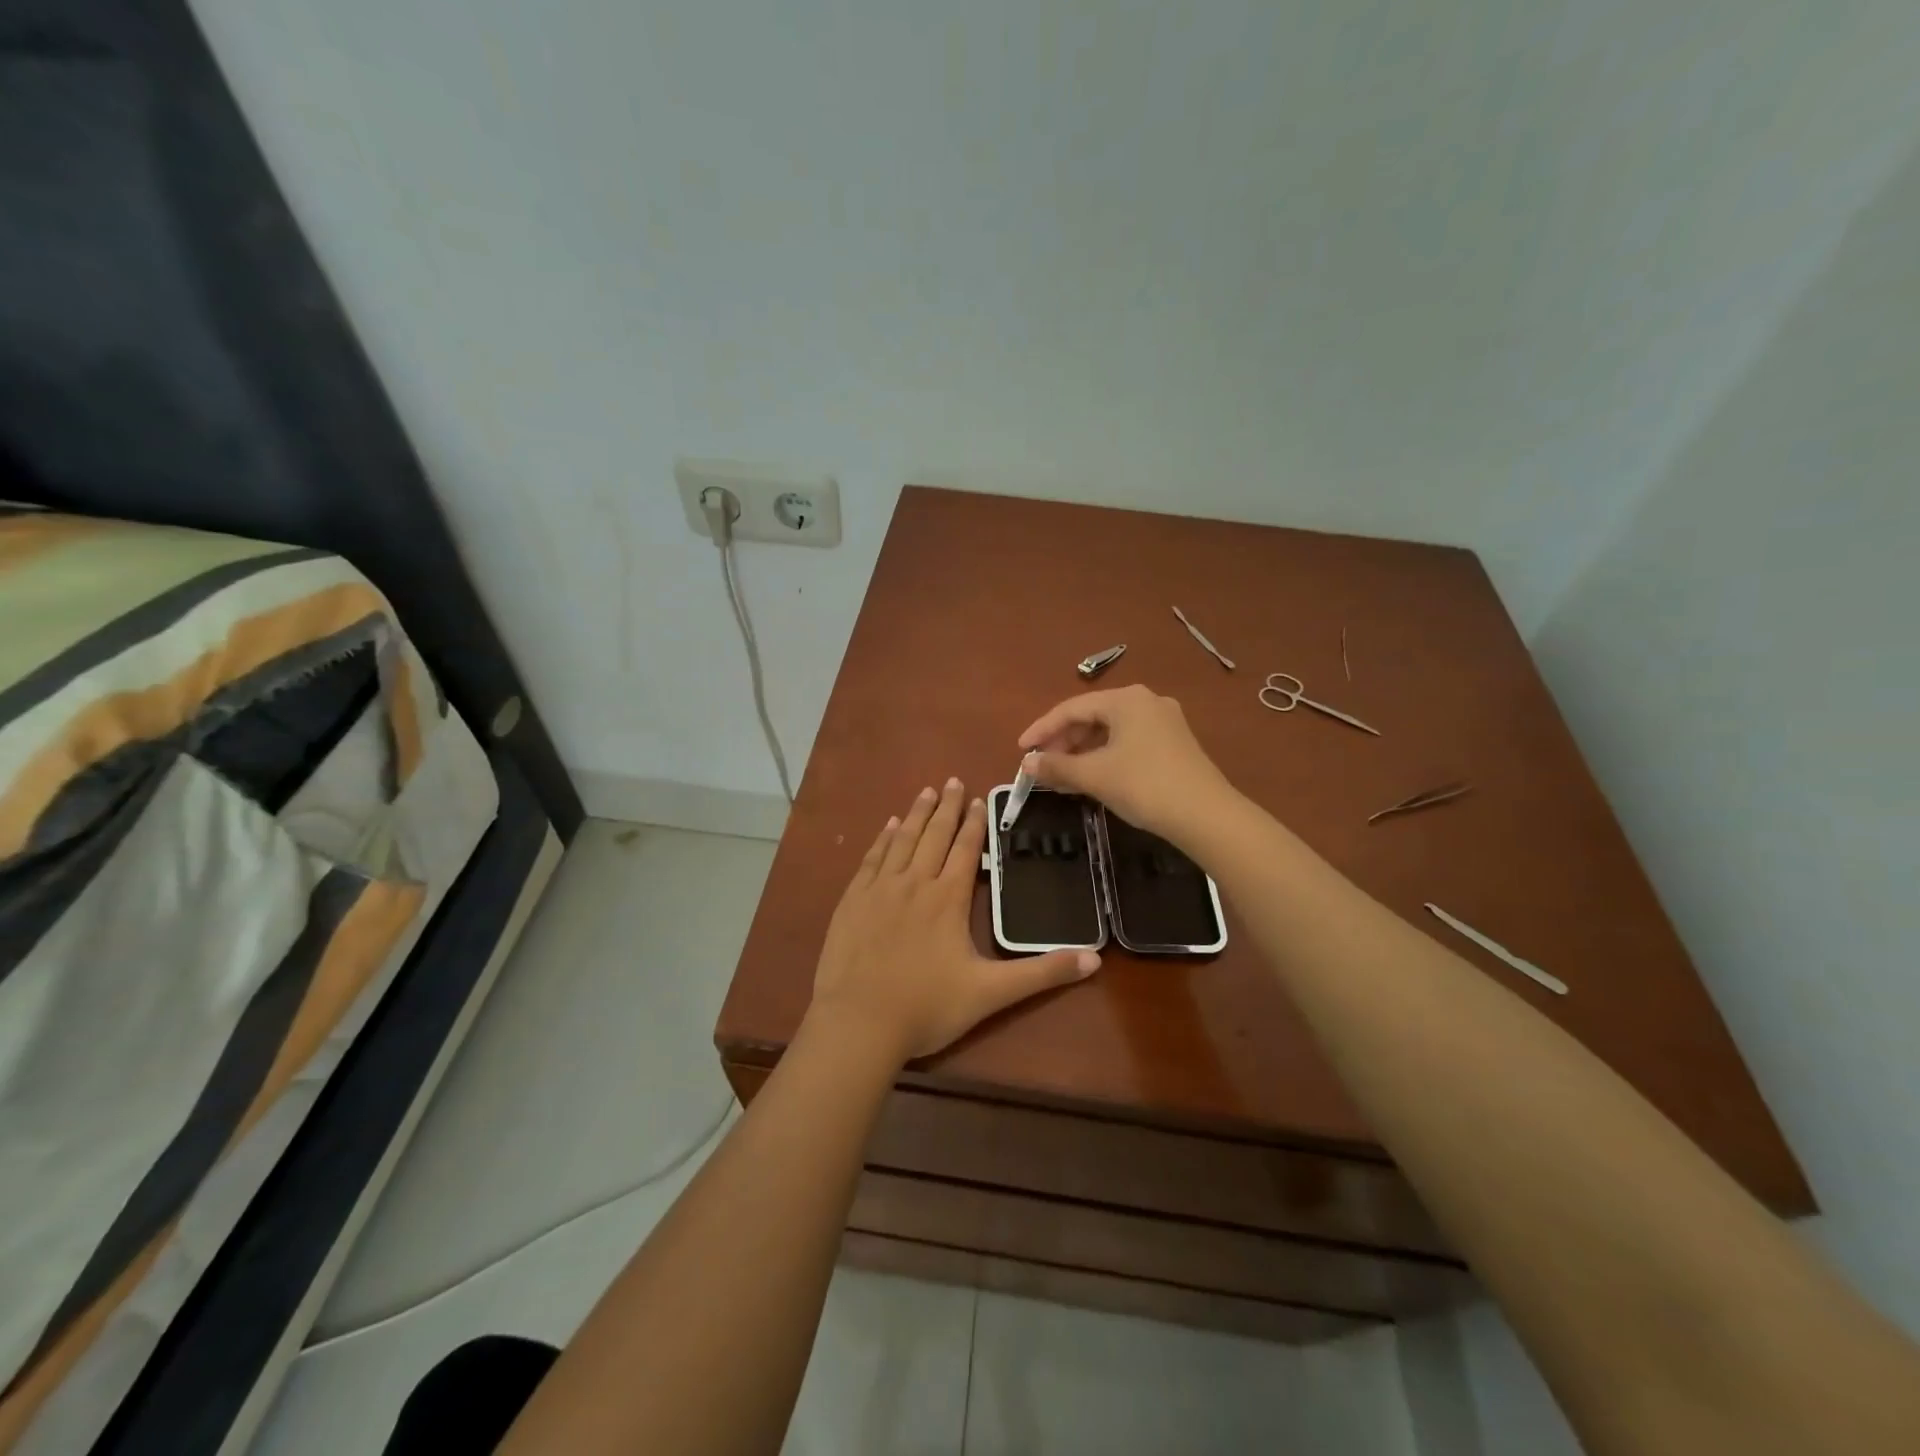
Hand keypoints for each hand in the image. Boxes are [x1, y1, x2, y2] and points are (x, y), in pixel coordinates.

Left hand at [809, 778, 1099, 1063]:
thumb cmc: (927, 1007)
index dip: (974, 823)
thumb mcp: (991, 994)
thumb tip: (1094, 959)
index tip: (977, 799)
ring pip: (902, 840)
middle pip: (933, 835)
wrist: (859, 1023)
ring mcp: (879, 889)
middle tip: (951, 780)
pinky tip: (888, 827)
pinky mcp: (853, 901)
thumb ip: (1042, 973)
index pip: (964, 849)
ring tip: (925, 791)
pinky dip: (883, 839)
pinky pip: (871, 859)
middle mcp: (914, 883)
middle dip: (945, 807)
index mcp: (947, 899)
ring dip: (916, 814)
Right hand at [1018, 684, 1236, 846]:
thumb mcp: (1094, 775)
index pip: (1072, 708)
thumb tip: (1027, 763)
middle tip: (1043, 767)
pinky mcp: (1175, 744)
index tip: (1022, 750)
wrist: (1206, 816)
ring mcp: (1164, 722)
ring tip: (1063, 777)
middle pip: (1092, 717)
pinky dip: (1105, 757)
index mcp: (1126, 699)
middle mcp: (1146, 702)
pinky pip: (1128, 743)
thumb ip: (1057, 766)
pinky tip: (1094, 778)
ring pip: (1111, 732)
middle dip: (1064, 742)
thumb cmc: (1144, 785)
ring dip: (1083, 752)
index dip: (1042, 729)